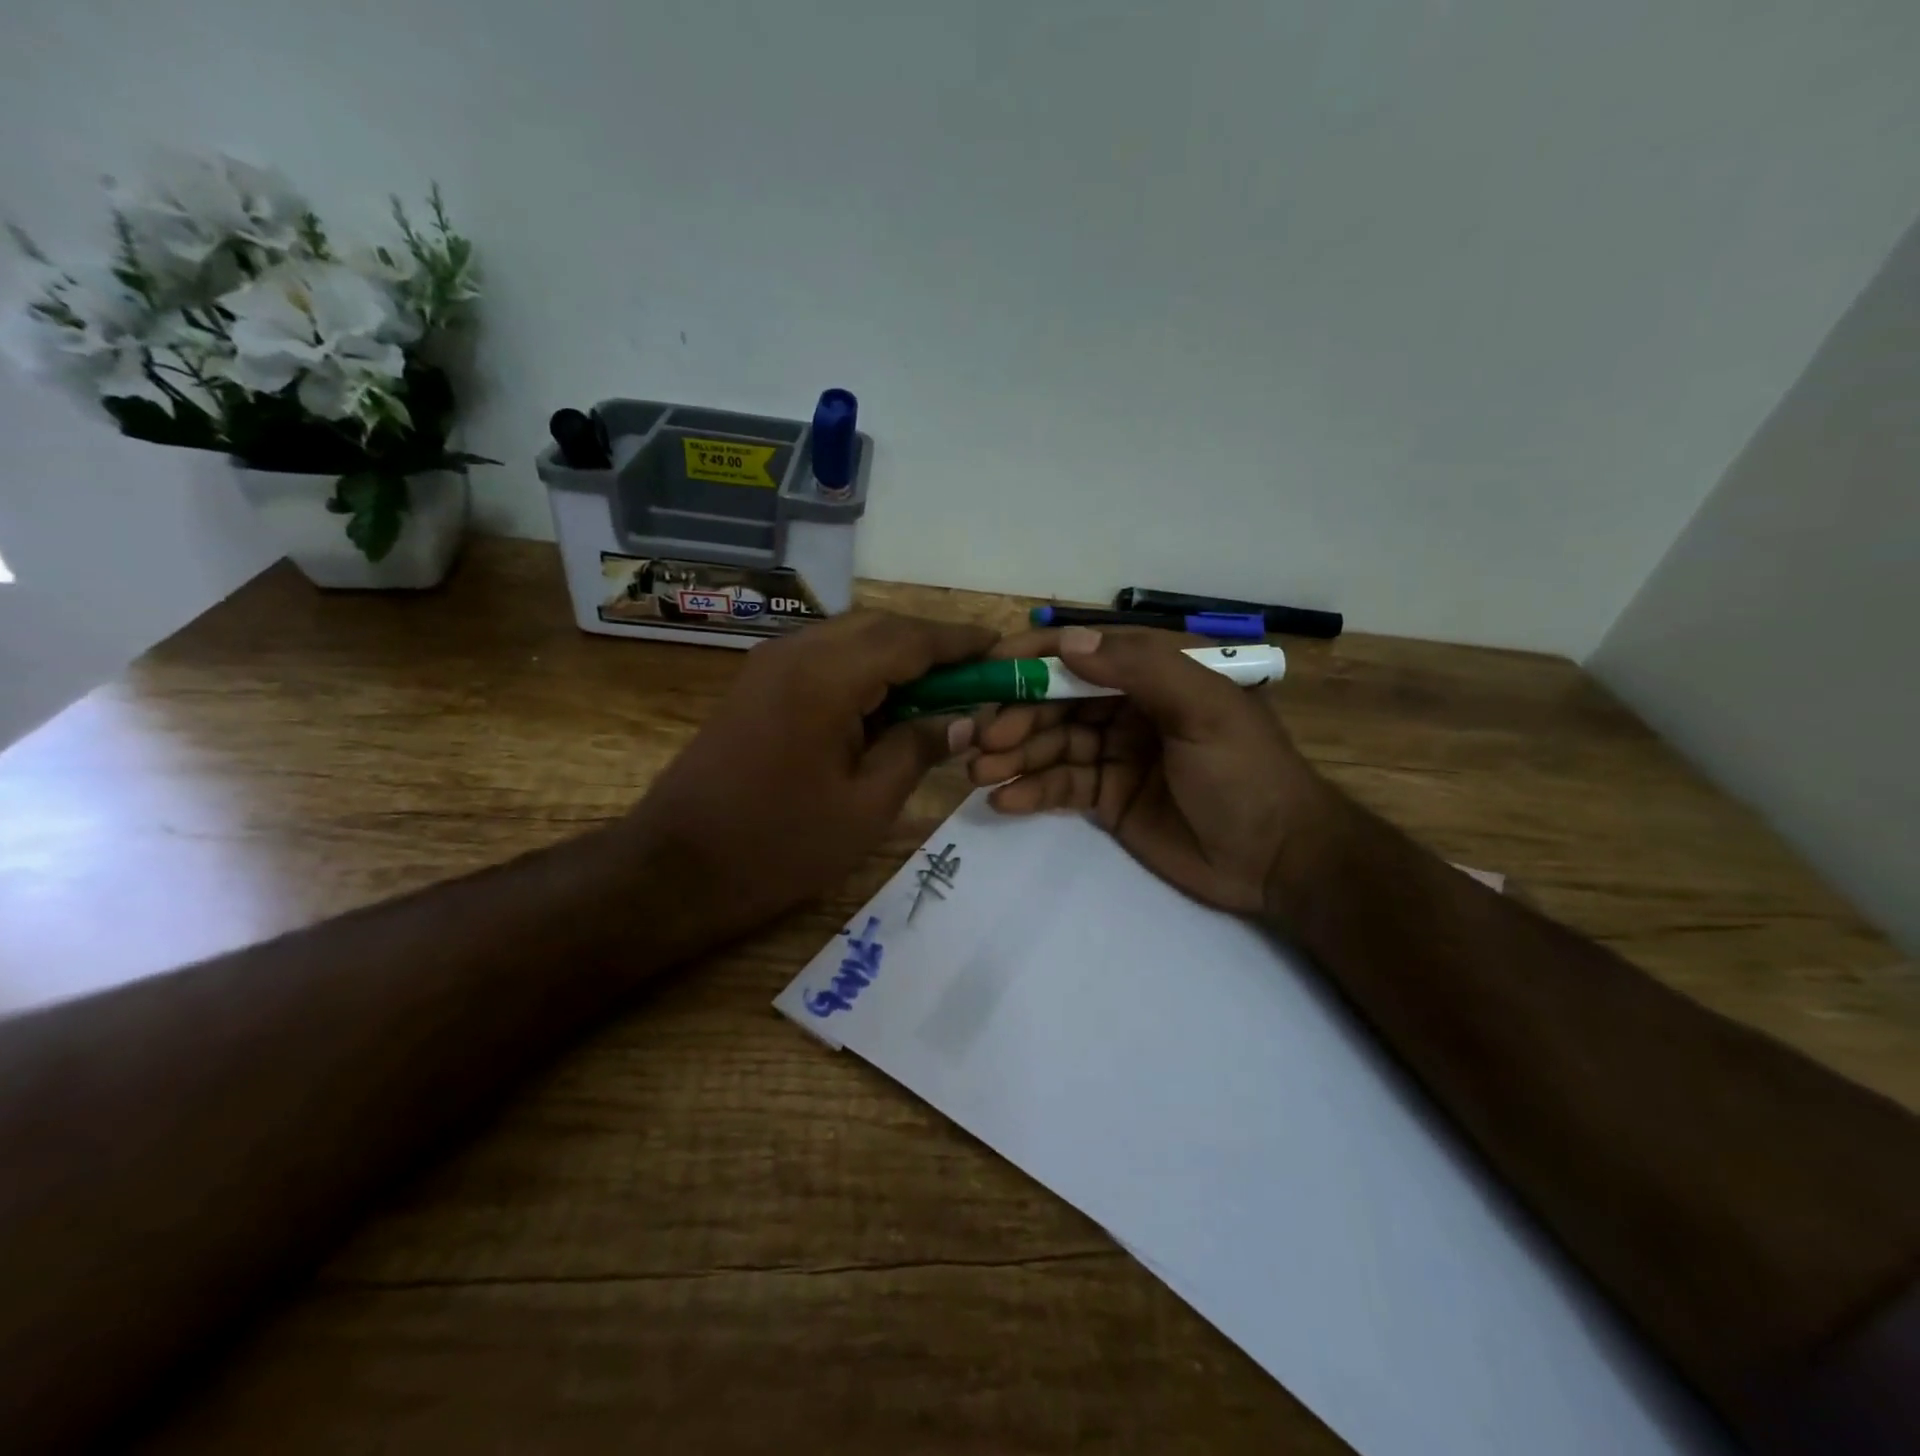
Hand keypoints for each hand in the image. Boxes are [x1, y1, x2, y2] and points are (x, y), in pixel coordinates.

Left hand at [626, 610, 994, 944]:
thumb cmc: (778, 845)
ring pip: (850, 637)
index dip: (959, 642)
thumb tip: (962, 720)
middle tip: (975, 670)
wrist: (677, 866)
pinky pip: (824, 657)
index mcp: (826, 677)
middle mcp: (796, 652)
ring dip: (897, 653)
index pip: (909, 640)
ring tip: (940, 685)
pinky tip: (887, 700)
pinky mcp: (758, 683)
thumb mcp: (865, 806)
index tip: (1000, 647)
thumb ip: (916, 749)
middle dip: (931, 643)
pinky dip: (864, 667)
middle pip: (879, 626)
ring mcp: (771, 664)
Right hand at [967, 627, 1325, 913]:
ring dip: (1013, 755)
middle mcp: (1128, 708)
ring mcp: (1114, 753)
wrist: (1276, 860)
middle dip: (1015, 716)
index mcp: (1155, 674)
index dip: (1035, 657)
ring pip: (1051, 744)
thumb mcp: (1205, 709)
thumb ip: (1141, 669)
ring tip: (979, 773)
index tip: (988, 668)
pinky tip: (1004, 801)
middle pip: (1057, 701)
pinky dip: (1030, 791)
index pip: (1085, 652)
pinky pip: (1060, 786)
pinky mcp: (1106, 797)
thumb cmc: (1246, 773)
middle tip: (979, 739)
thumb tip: (1068, 643)